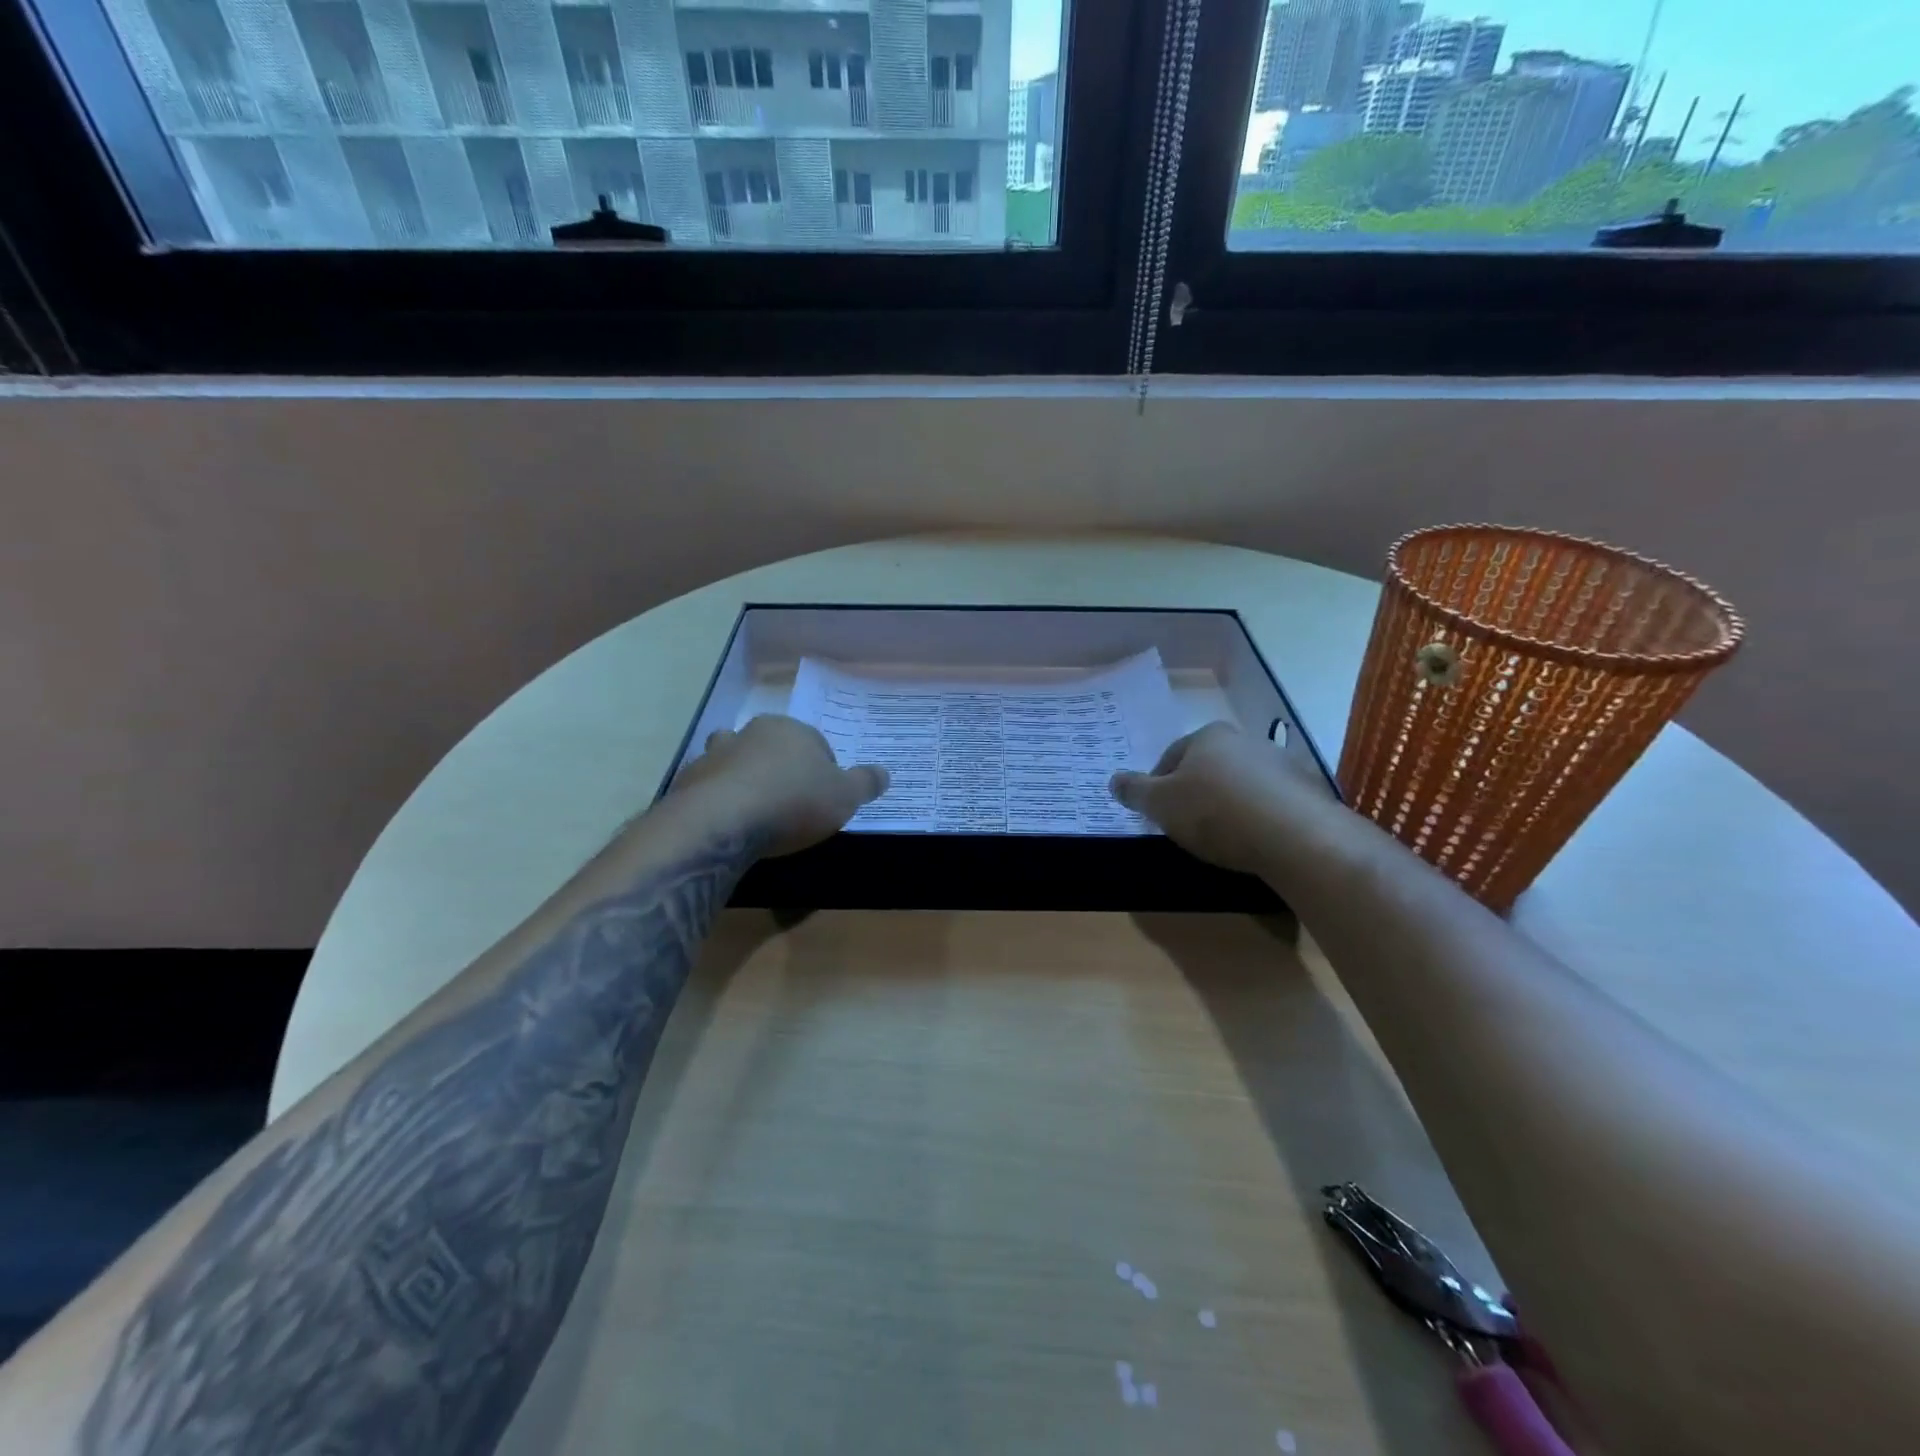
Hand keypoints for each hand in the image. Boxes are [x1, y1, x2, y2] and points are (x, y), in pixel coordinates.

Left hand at [671, 715, 887, 857]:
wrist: (721, 822)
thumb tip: (886, 772)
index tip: (825, 797)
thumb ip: (865, 783)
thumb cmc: (793, 802)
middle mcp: (750, 734)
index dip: (823, 768)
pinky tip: (728, 825)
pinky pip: (709, 788)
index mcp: (790, 730)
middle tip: (791, 801)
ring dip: (743, 779)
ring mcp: (714, 756)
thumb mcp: (844, 797)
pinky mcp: (688, 782)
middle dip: (780, 767)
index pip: (814, 742)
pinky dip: (718, 800)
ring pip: (734, 761)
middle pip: (771, 746)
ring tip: (754, 810)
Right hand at [1110, 721, 1320, 875]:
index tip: (1155, 814)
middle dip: (1195, 792)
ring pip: (1240, 784)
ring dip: (1228, 804)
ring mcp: (1281, 764)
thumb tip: (1114, 780)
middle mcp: (1245, 740)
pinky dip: (1258, 817)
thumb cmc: (1215, 812)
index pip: (1171, 756)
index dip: (1157, 786)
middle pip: (1208, 767)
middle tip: (1185, 826)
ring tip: (1222, 838)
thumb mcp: (1160, 804)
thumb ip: (1134, 791)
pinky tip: (1253, 840)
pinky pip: (1270, 802)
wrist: (1295, 836)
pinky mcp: (1307, 791)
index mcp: (1208, 736)